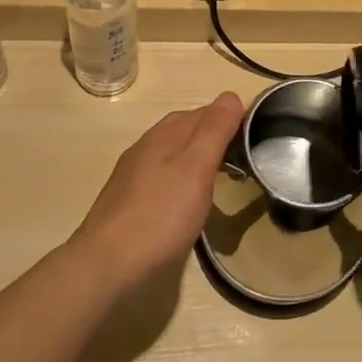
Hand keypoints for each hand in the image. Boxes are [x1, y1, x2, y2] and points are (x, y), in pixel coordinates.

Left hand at [71, 93, 244, 284]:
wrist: (106, 265)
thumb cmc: (160, 215)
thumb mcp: (196, 169)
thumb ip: (214, 131)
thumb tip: (230, 95)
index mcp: (164, 134)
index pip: (203, 111)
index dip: (229, 116)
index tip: (255, 131)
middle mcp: (146, 146)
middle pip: (185, 128)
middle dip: (213, 133)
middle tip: (241, 152)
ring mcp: (133, 174)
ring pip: (171, 152)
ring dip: (196, 156)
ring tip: (219, 175)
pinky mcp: (126, 200)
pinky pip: (161, 175)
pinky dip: (180, 177)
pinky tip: (186, 198)